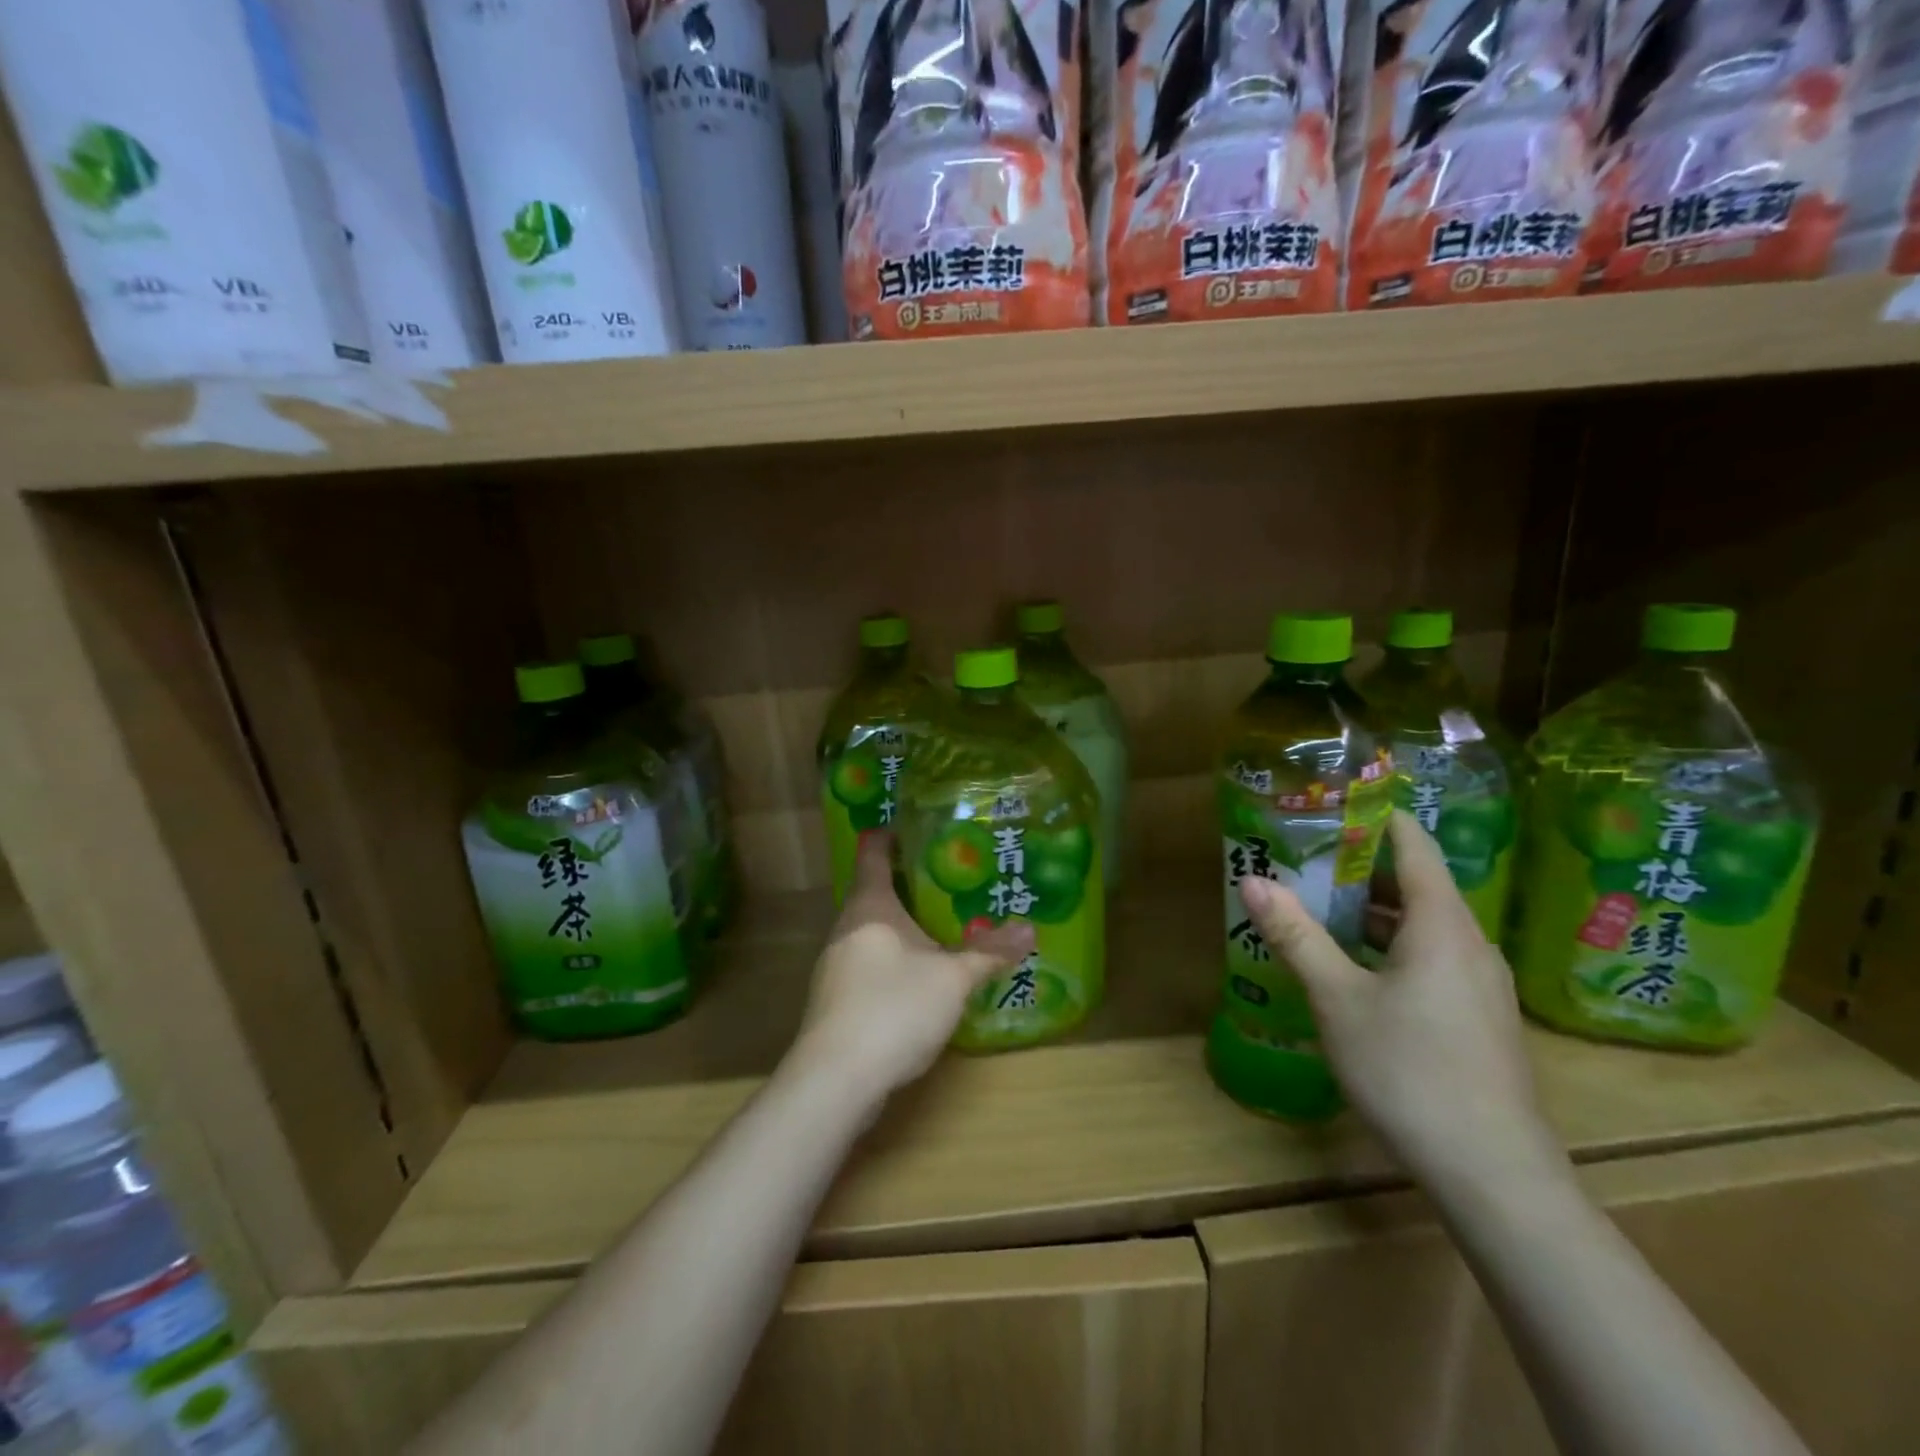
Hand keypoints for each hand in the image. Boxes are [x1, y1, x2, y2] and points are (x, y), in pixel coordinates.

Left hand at [795, 832, 1033, 1103]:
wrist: (836, 1078)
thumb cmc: (895, 1008)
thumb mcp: (953, 978)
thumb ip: (990, 952)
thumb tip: (1031, 928)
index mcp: (870, 907)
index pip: (873, 852)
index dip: (890, 835)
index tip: (914, 826)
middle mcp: (846, 927)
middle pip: (872, 892)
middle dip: (907, 885)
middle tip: (949, 881)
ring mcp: (835, 965)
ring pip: (870, 932)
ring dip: (900, 927)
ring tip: (939, 927)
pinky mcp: (834, 1000)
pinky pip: (867, 963)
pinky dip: (891, 959)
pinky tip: (916, 978)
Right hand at [1238, 811, 1566, 1192]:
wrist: (1494, 1174)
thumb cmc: (1410, 1072)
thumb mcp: (1337, 1000)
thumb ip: (1296, 936)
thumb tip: (1252, 880)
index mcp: (1441, 924)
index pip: (1412, 843)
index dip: (1374, 816)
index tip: (1328, 803)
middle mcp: (1469, 942)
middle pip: (1416, 881)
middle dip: (1360, 864)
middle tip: (1304, 855)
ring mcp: (1479, 982)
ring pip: (1423, 923)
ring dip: (1373, 908)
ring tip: (1318, 904)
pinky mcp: (1478, 1015)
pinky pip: (1432, 955)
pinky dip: (1391, 943)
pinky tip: (1353, 966)